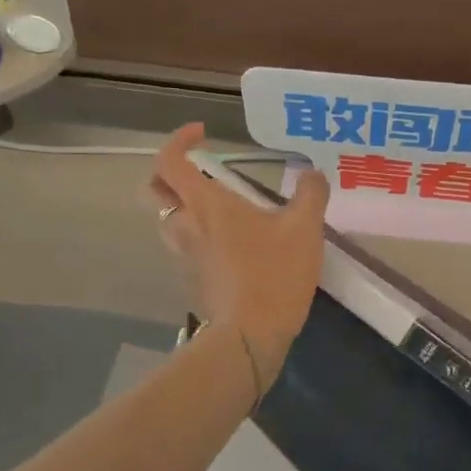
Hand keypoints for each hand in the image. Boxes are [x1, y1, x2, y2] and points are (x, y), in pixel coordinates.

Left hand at [146, 125, 329, 385]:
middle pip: (158, 190)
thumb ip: (310, 194)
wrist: (250, 336)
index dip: (179, 140)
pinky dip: (201, 234)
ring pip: (170, 220)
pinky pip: (187, 246)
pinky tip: (235, 242)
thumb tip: (312, 174)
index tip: (203, 134)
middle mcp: (187, 225)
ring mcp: (186, 255)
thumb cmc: (274, 273)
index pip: (169, 161)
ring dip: (186, 205)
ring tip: (221, 206)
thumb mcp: (304, 228)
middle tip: (203, 170)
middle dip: (173, 173)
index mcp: (206, 205)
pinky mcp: (195, 279)